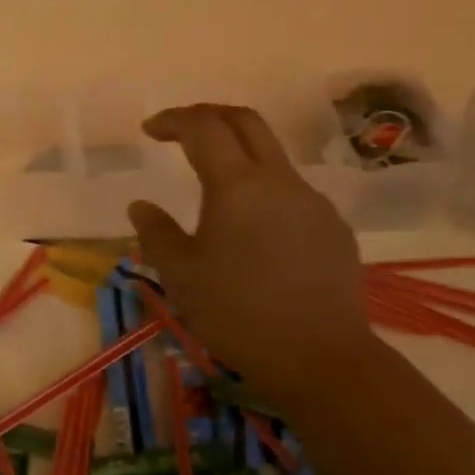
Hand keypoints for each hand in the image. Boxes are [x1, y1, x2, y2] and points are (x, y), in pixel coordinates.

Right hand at [127, 104, 374, 396]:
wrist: (320, 358)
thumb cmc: (237, 313)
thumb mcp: (180, 274)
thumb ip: (156, 233)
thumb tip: (141, 206)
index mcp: (237, 185)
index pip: (204, 127)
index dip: (173, 120)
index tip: (149, 130)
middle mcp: (280, 181)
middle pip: (246, 122)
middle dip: (209, 116)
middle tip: (179, 131)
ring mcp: (313, 203)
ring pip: (272, 158)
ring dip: (237, 155)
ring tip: (211, 188)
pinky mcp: (333, 229)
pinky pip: (291, 193)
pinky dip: (262, 191)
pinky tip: (251, 232)